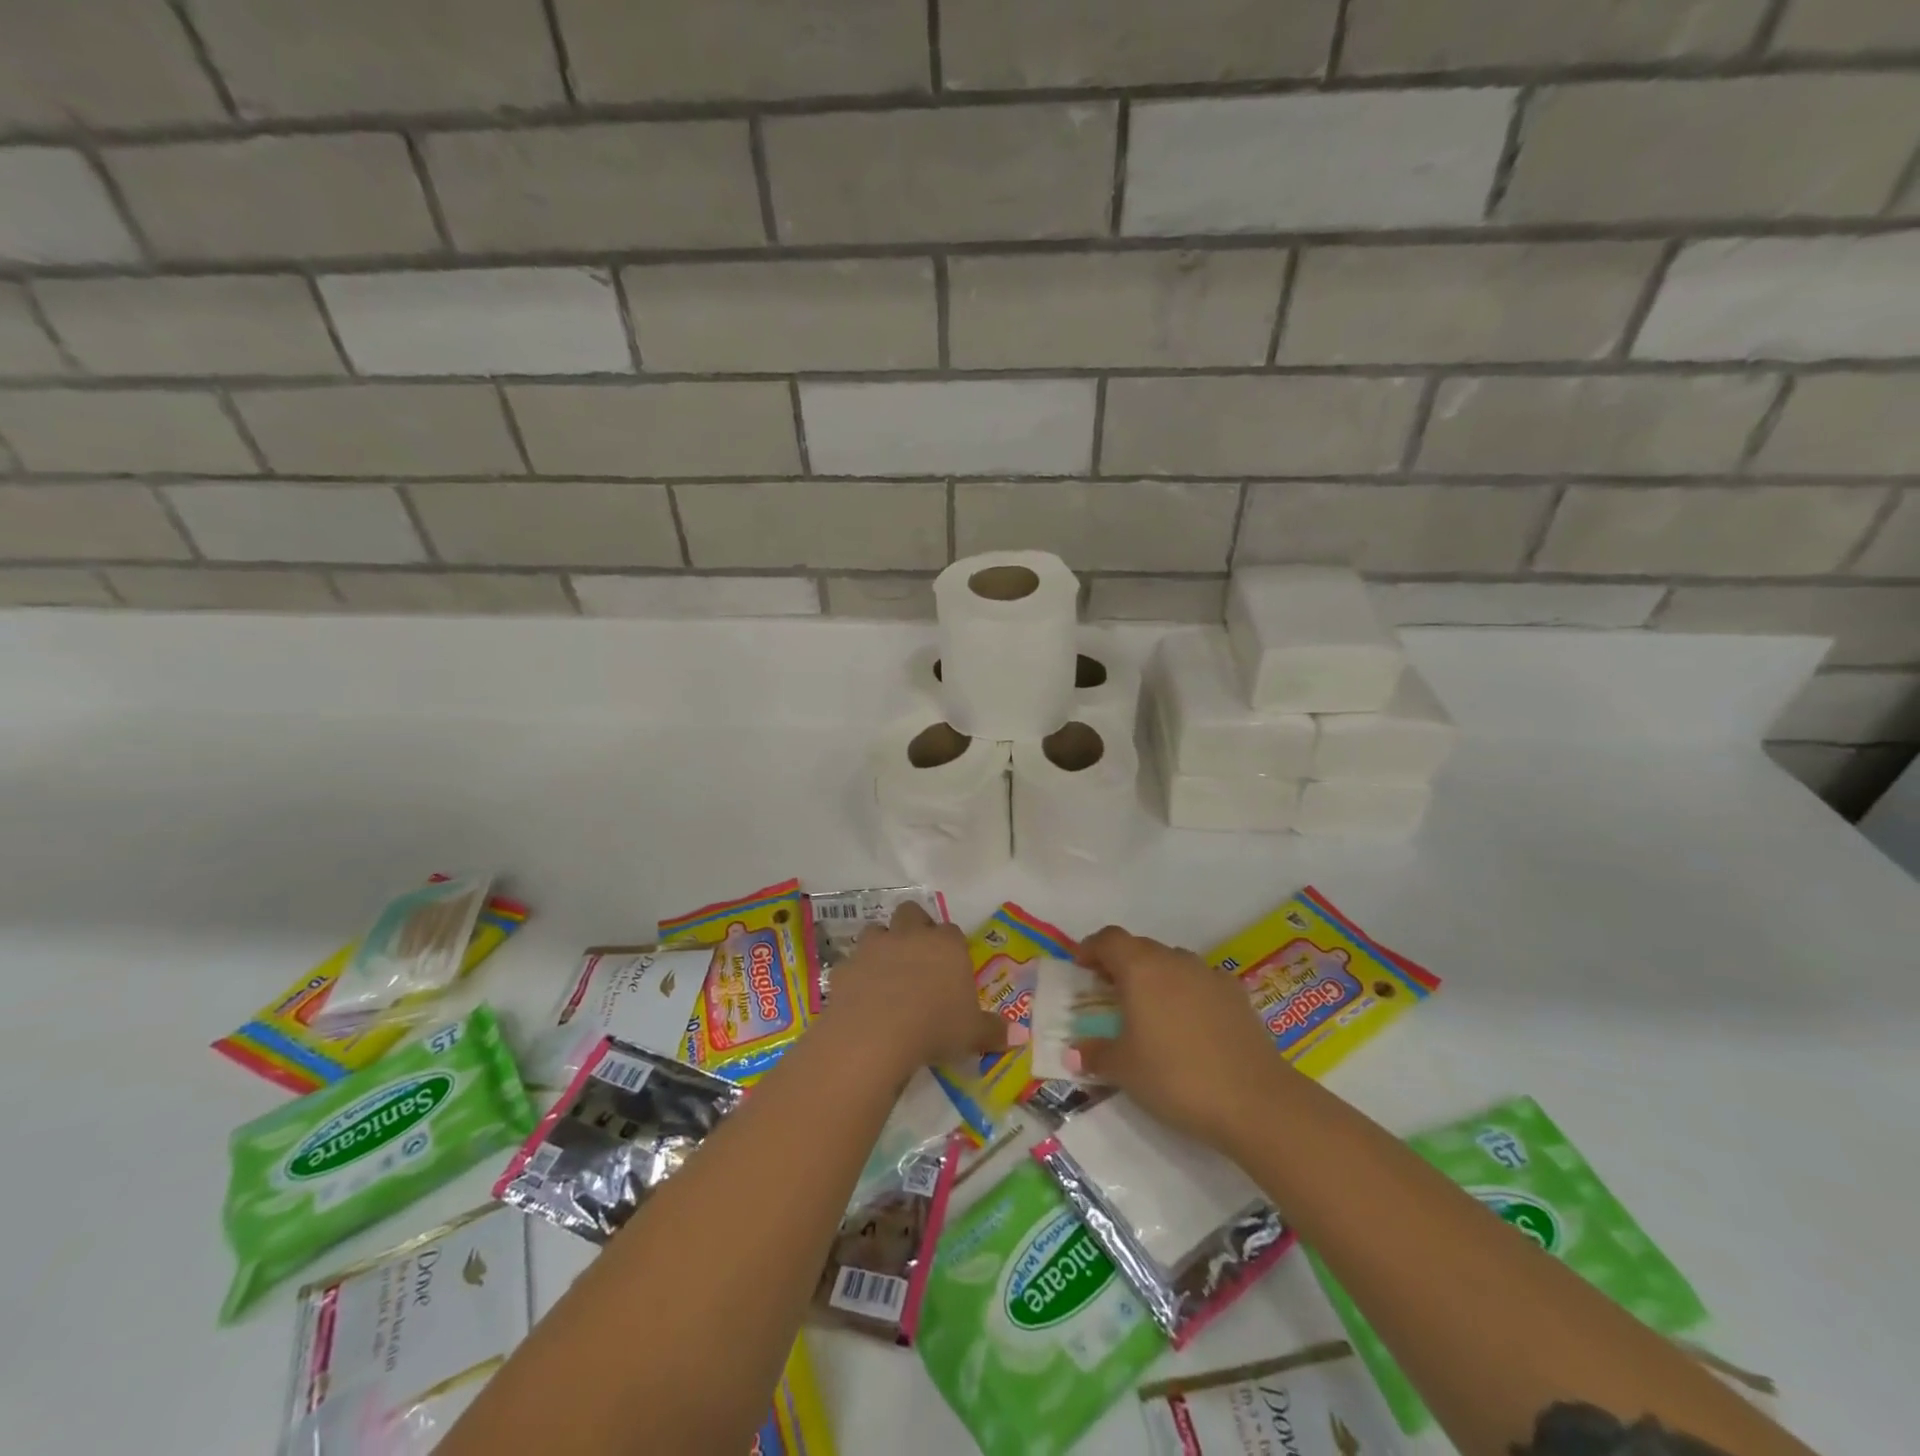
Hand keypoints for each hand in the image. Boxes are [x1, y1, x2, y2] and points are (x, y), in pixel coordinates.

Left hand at [824, 902, 1008, 1077]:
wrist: (875, 1033)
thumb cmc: (934, 1027)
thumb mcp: (972, 1034)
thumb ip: (993, 1031)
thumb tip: (1015, 1035)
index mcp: (946, 945)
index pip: (952, 932)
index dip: (951, 946)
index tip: (951, 968)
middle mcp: (910, 936)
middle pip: (912, 913)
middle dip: (914, 927)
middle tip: (918, 957)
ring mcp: (874, 947)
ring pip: (877, 930)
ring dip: (882, 945)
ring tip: (886, 973)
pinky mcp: (845, 966)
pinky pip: (852, 963)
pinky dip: (856, 974)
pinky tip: (860, 997)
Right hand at [1071, 925, 1286, 1150]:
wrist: (1255, 1100)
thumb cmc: (1176, 1077)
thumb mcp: (1124, 1070)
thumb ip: (1095, 1054)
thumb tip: (1073, 1053)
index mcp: (1140, 968)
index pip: (1109, 940)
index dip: (1091, 948)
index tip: (1080, 967)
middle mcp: (1174, 961)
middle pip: (1140, 947)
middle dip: (1120, 963)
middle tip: (1108, 991)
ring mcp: (1209, 975)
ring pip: (1172, 962)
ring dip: (1154, 976)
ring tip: (1147, 1008)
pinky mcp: (1237, 995)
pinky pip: (1200, 981)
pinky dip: (1186, 991)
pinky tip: (1188, 1022)